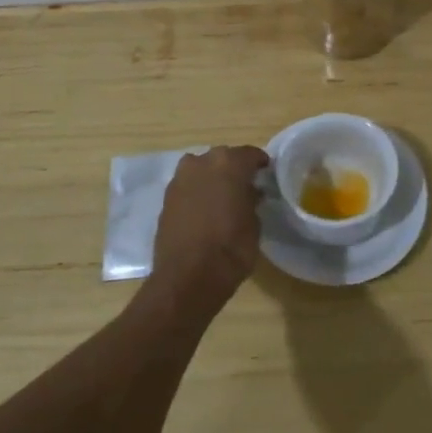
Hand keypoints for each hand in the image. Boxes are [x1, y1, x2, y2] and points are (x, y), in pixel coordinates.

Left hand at [146, 146, 269, 320]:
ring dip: (212, 179)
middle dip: (233, 169)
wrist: (188, 278)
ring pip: (201, 170)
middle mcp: (202, 163)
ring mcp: (180, 180)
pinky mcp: (165, 199)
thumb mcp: (254, 223)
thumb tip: (249, 194)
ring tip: (222, 198)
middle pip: (222, 158)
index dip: (260, 164)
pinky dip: (196, 193)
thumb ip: (251, 200)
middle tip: (245, 186)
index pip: (250, 154)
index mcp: (229, 163)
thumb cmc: (231, 248)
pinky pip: (187, 187)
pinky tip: (204, 210)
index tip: (266, 174)